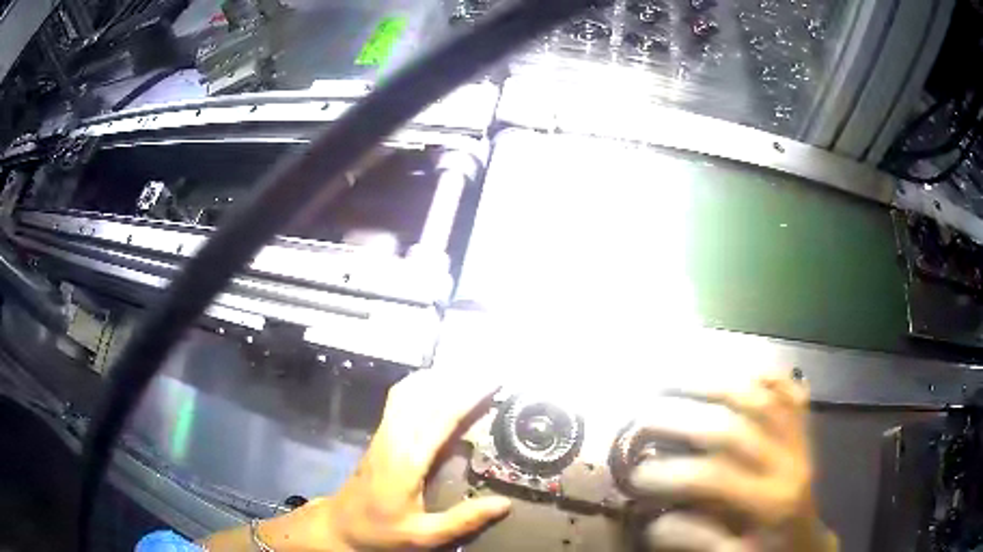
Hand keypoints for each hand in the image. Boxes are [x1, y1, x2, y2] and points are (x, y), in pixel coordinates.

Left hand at [251, 370, 510, 550]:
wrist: (341, 524)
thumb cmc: (382, 531)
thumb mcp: (424, 535)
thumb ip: (463, 520)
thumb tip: (505, 504)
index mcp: (408, 461)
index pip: (441, 417)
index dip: (468, 396)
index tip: (493, 381)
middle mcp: (395, 438)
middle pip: (427, 397)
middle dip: (459, 380)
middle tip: (489, 372)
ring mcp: (384, 433)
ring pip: (410, 392)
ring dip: (439, 378)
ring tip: (468, 373)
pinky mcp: (379, 434)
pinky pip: (399, 398)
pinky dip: (420, 384)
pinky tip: (434, 384)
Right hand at [629, 374, 837, 551]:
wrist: (806, 543)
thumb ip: (695, 539)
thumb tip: (656, 517)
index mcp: (771, 501)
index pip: (714, 476)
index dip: (671, 473)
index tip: (635, 477)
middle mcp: (789, 461)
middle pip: (734, 426)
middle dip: (683, 419)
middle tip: (644, 418)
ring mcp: (800, 439)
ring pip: (762, 396)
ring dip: (717, 383)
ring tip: (678, 378)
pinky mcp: (804, 430)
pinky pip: (788, 391)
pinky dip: (765, 374)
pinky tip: (740, 366)